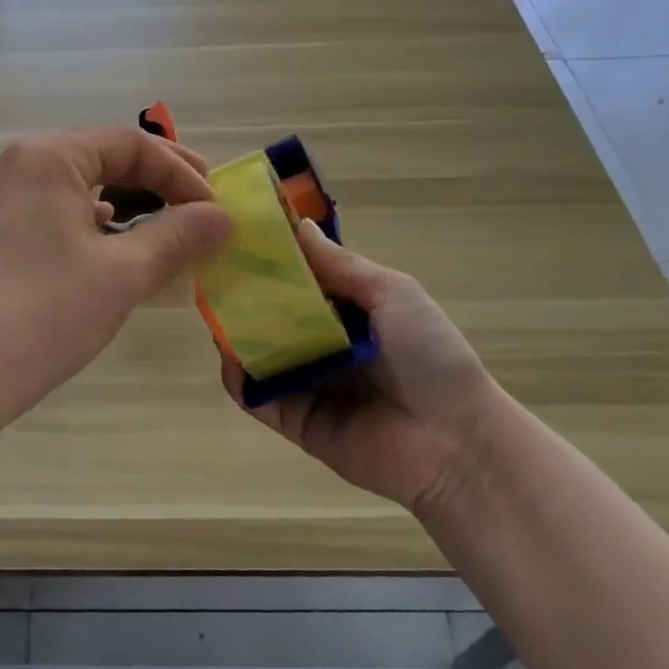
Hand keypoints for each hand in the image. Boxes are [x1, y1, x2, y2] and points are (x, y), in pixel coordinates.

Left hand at [0, 127, 231, 433]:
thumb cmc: (45, 312)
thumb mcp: (122, 273)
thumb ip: (177, 237)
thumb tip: (222, 217)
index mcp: (49, 157)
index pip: (130, 144)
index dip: (181, 173)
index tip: (215, 210)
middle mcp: (20, 165)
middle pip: (102, 157)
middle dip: (157, 179)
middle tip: (201, 203)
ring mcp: (0, 199)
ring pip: (78, 185)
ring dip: (127, 200)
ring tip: (164, 223)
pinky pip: (55, 211)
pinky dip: (92, 222)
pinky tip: (108, 242)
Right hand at [222, 222, 505, 514]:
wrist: (455, 442)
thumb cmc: (431, 355)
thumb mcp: (393, 294)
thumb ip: (341, 265)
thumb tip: (299, 226)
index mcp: (349, 313)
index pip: (301, 281)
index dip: (274, 260)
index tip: (241, 234)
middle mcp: (323, 345)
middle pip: (273, 315)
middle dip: (246, 294)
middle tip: (214, 269)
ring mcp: (306, 384)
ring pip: (259, 352)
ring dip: (236, 331)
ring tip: (213, 306)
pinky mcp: (293, 421)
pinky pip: (256, 396)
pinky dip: (238, 377)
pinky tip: (230, 354)